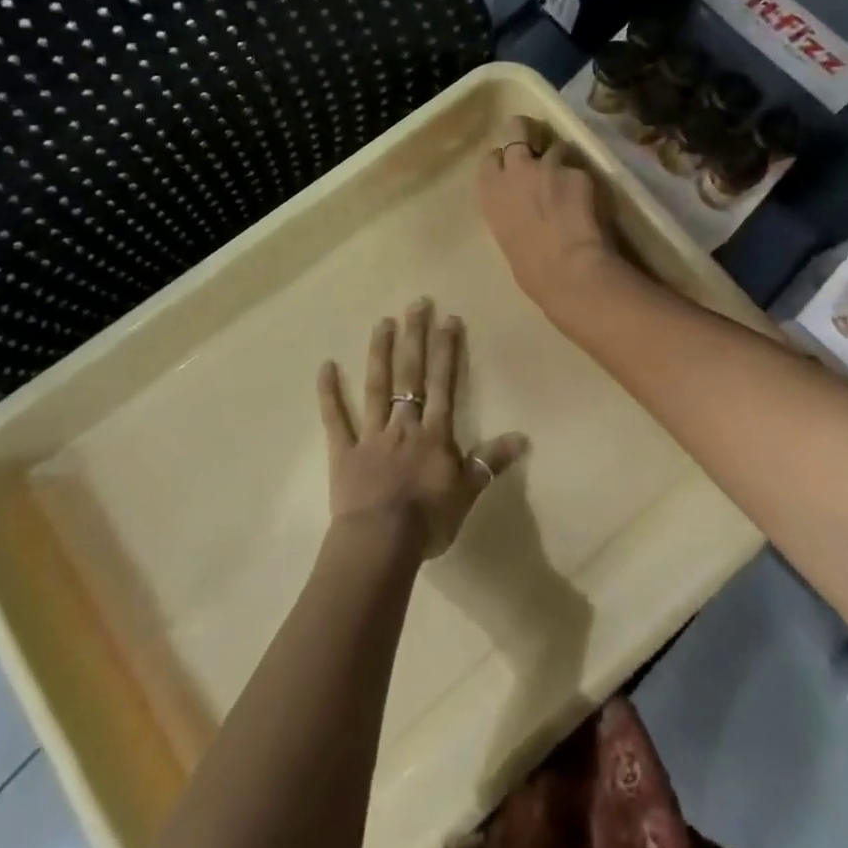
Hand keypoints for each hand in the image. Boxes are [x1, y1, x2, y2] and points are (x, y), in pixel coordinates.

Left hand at [318, 300, 526, 559]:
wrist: (381, 544)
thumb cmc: (428, 521)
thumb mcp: (467, 493)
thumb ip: (491, 461)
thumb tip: (523, 436)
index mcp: (433, 434)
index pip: (442, 384)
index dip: (446, 351)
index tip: (448, 318)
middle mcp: (403, 425)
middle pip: (410, 374)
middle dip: (415, 337)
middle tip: (416, 303)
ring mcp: (370, 435)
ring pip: (376, 387)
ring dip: (379, 353)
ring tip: (383, 322)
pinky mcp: (344, 451)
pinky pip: (335, 419)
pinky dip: (329, 393)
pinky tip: (325, 366)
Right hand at [478, 115, 619, 321]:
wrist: (568, 270)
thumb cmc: (531, 270)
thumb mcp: (508, 238)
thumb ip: (512, 213)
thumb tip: (525, 213)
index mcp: (492, 193)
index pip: (491, 159)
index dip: (504, 160)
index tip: (512, 168)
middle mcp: (516, 171)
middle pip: (517, 130)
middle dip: (526, 132)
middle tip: (538, 145)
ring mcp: (548, 167)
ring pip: (555, 146)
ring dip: (562, 159)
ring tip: (572, 180)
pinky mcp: (578, 172)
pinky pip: (581, 169)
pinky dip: (585, 180)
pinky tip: (592, 199)